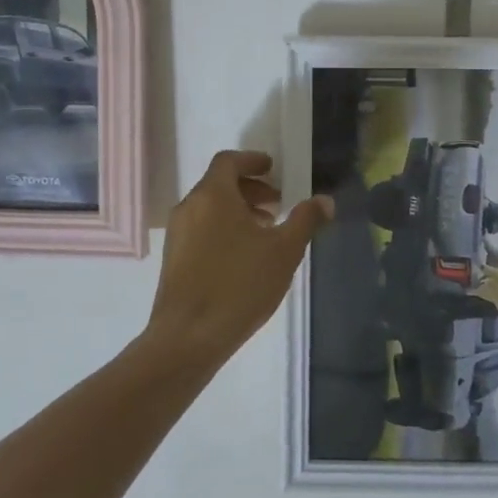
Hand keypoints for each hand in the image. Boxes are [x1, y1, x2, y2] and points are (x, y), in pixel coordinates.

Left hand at [144, 150, 333, 366]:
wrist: (187, 337)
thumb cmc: (239, 285)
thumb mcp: (283, 251)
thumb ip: (305, 220)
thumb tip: (325, 200)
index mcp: (213, 195)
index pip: (229, 161)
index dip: (252, 160)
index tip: (273, 168)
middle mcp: (189, 207)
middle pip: (219, 184)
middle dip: (250, 189)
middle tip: (277, 204)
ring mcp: (177, 234)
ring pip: (210, 208)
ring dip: (238, 211)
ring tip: (265, 232)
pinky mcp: (172, 259)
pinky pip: (201, 229)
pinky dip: (223, 228)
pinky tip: (243, 257)